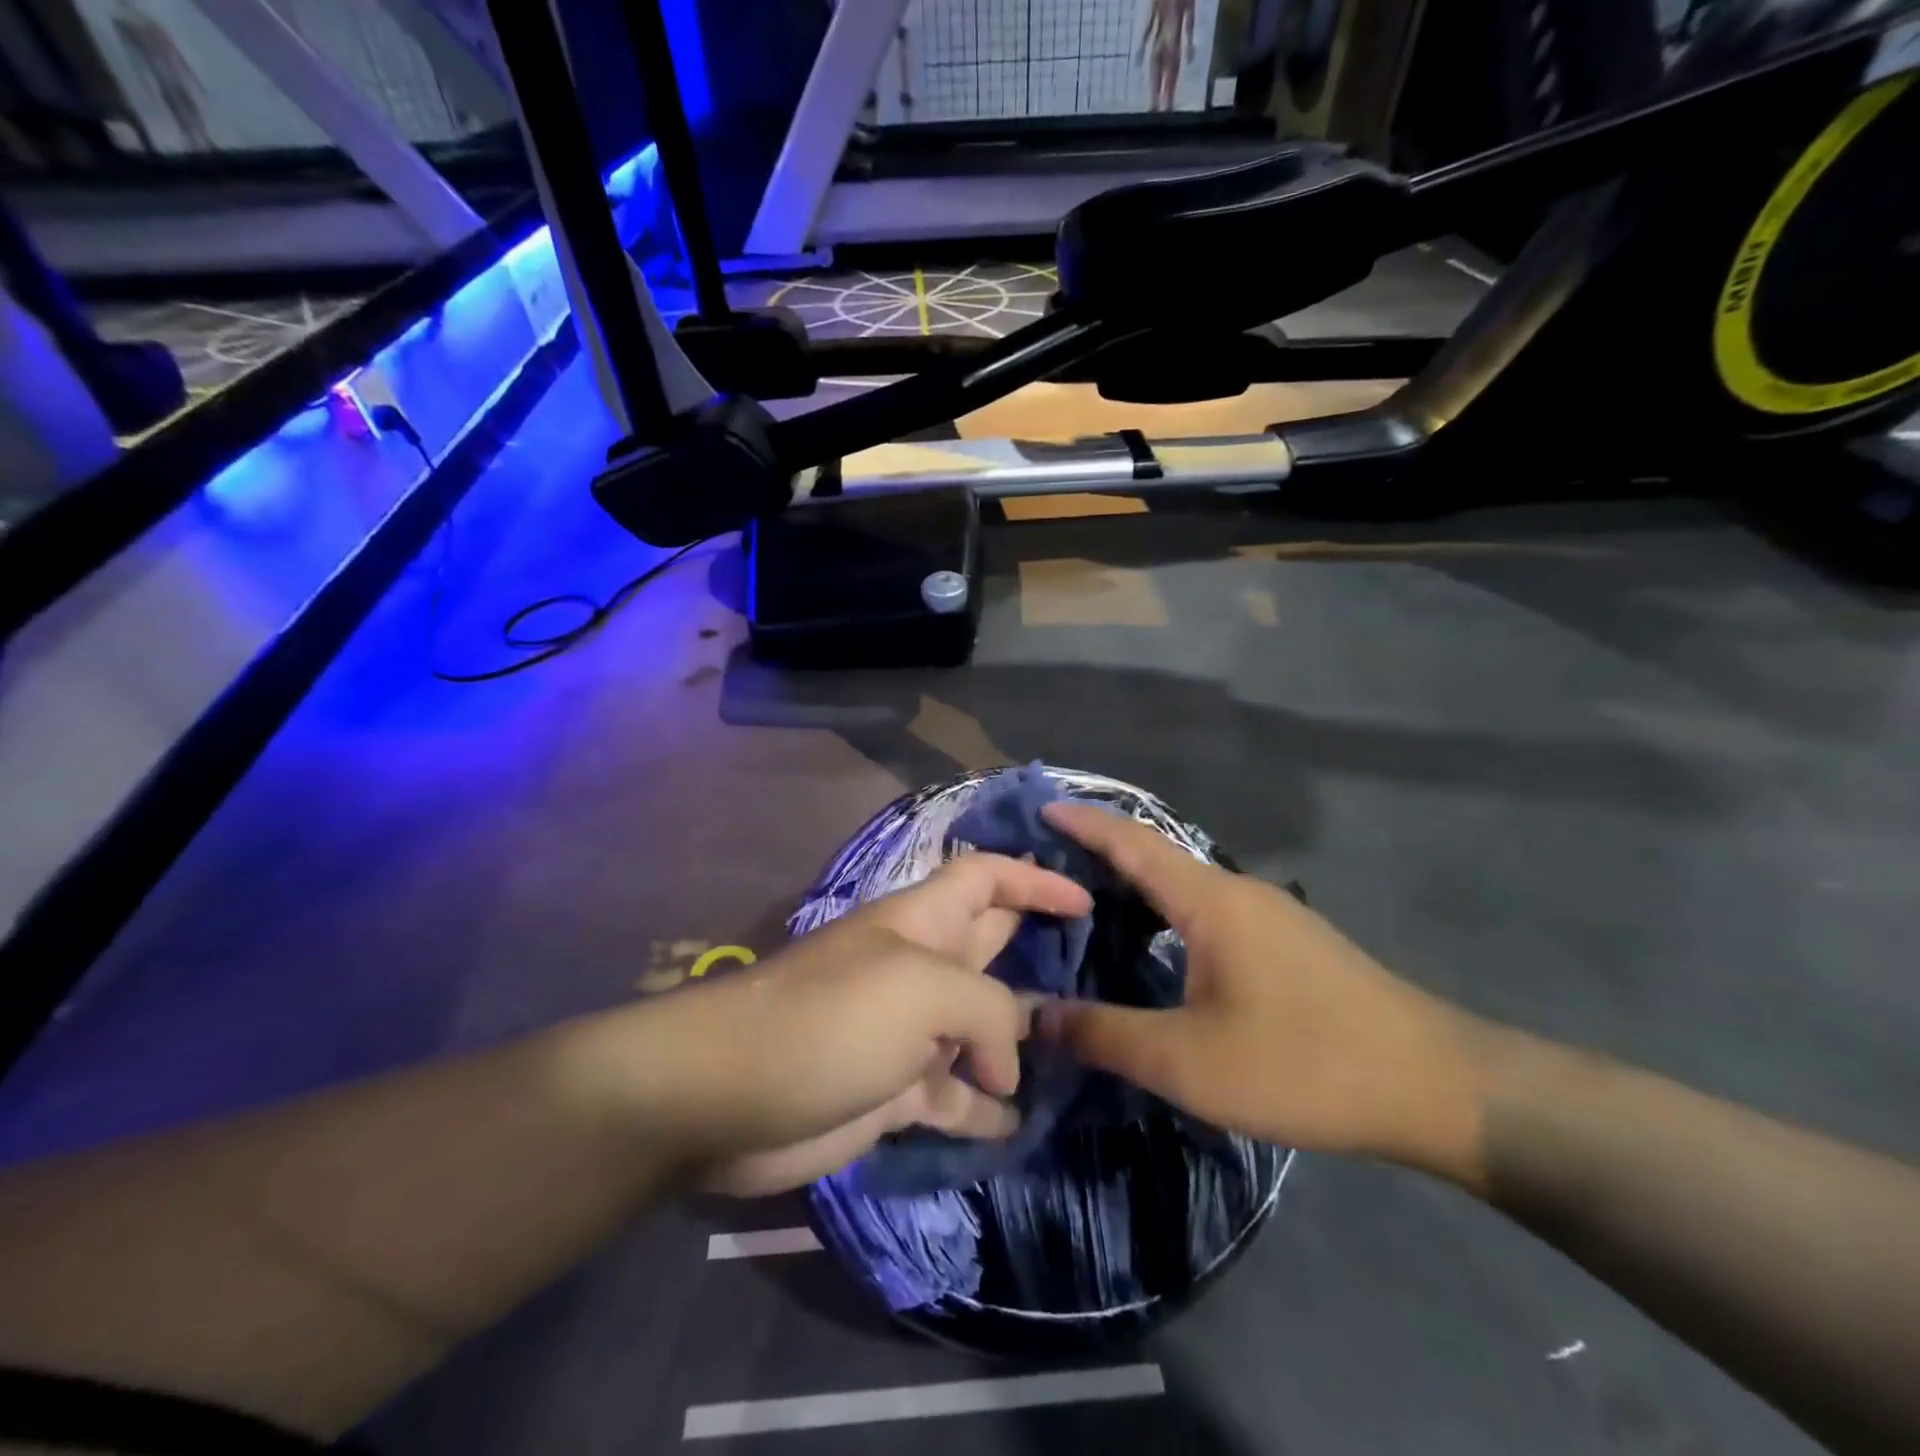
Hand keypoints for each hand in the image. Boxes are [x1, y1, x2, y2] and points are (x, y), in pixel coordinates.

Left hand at [631, 854, 1090, 1196]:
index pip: (987, 877)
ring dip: (1021, 1043)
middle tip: (1100, 979)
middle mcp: (921, 969)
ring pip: (981, 1028)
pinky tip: (1016, 1127)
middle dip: (1039, 956)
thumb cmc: (830, 1018)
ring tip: (1077, 1061)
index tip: (1087, 902)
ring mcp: (908, 1032)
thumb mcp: (922, 992)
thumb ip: (989, 1013)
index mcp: (924, 922)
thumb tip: (1008, 1066)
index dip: (1035, 881)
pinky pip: (956, 1095)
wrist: (729, 1096)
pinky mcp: (894, 1092)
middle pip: (992, 948)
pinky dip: (984, 1108)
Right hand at [1036, 804, 1495, 1184]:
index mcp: (1210, 900)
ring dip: (1135, 884)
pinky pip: (1208, 908)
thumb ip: (1106, 1035)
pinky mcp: (1289, 941)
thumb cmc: (1303, 1063)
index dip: (1084, 821)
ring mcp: (1270, 914)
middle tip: (1046, 865)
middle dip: (1099, 851)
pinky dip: (1165, 911)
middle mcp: (1237, 891)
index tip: (1040, 807)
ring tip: (1087, 904)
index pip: (1132, 842)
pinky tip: (1155, 945)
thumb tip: (1037, 1016)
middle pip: (1155, 856)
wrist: (1436, 1087)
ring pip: (1184, 884)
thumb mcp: (1189, 1061)